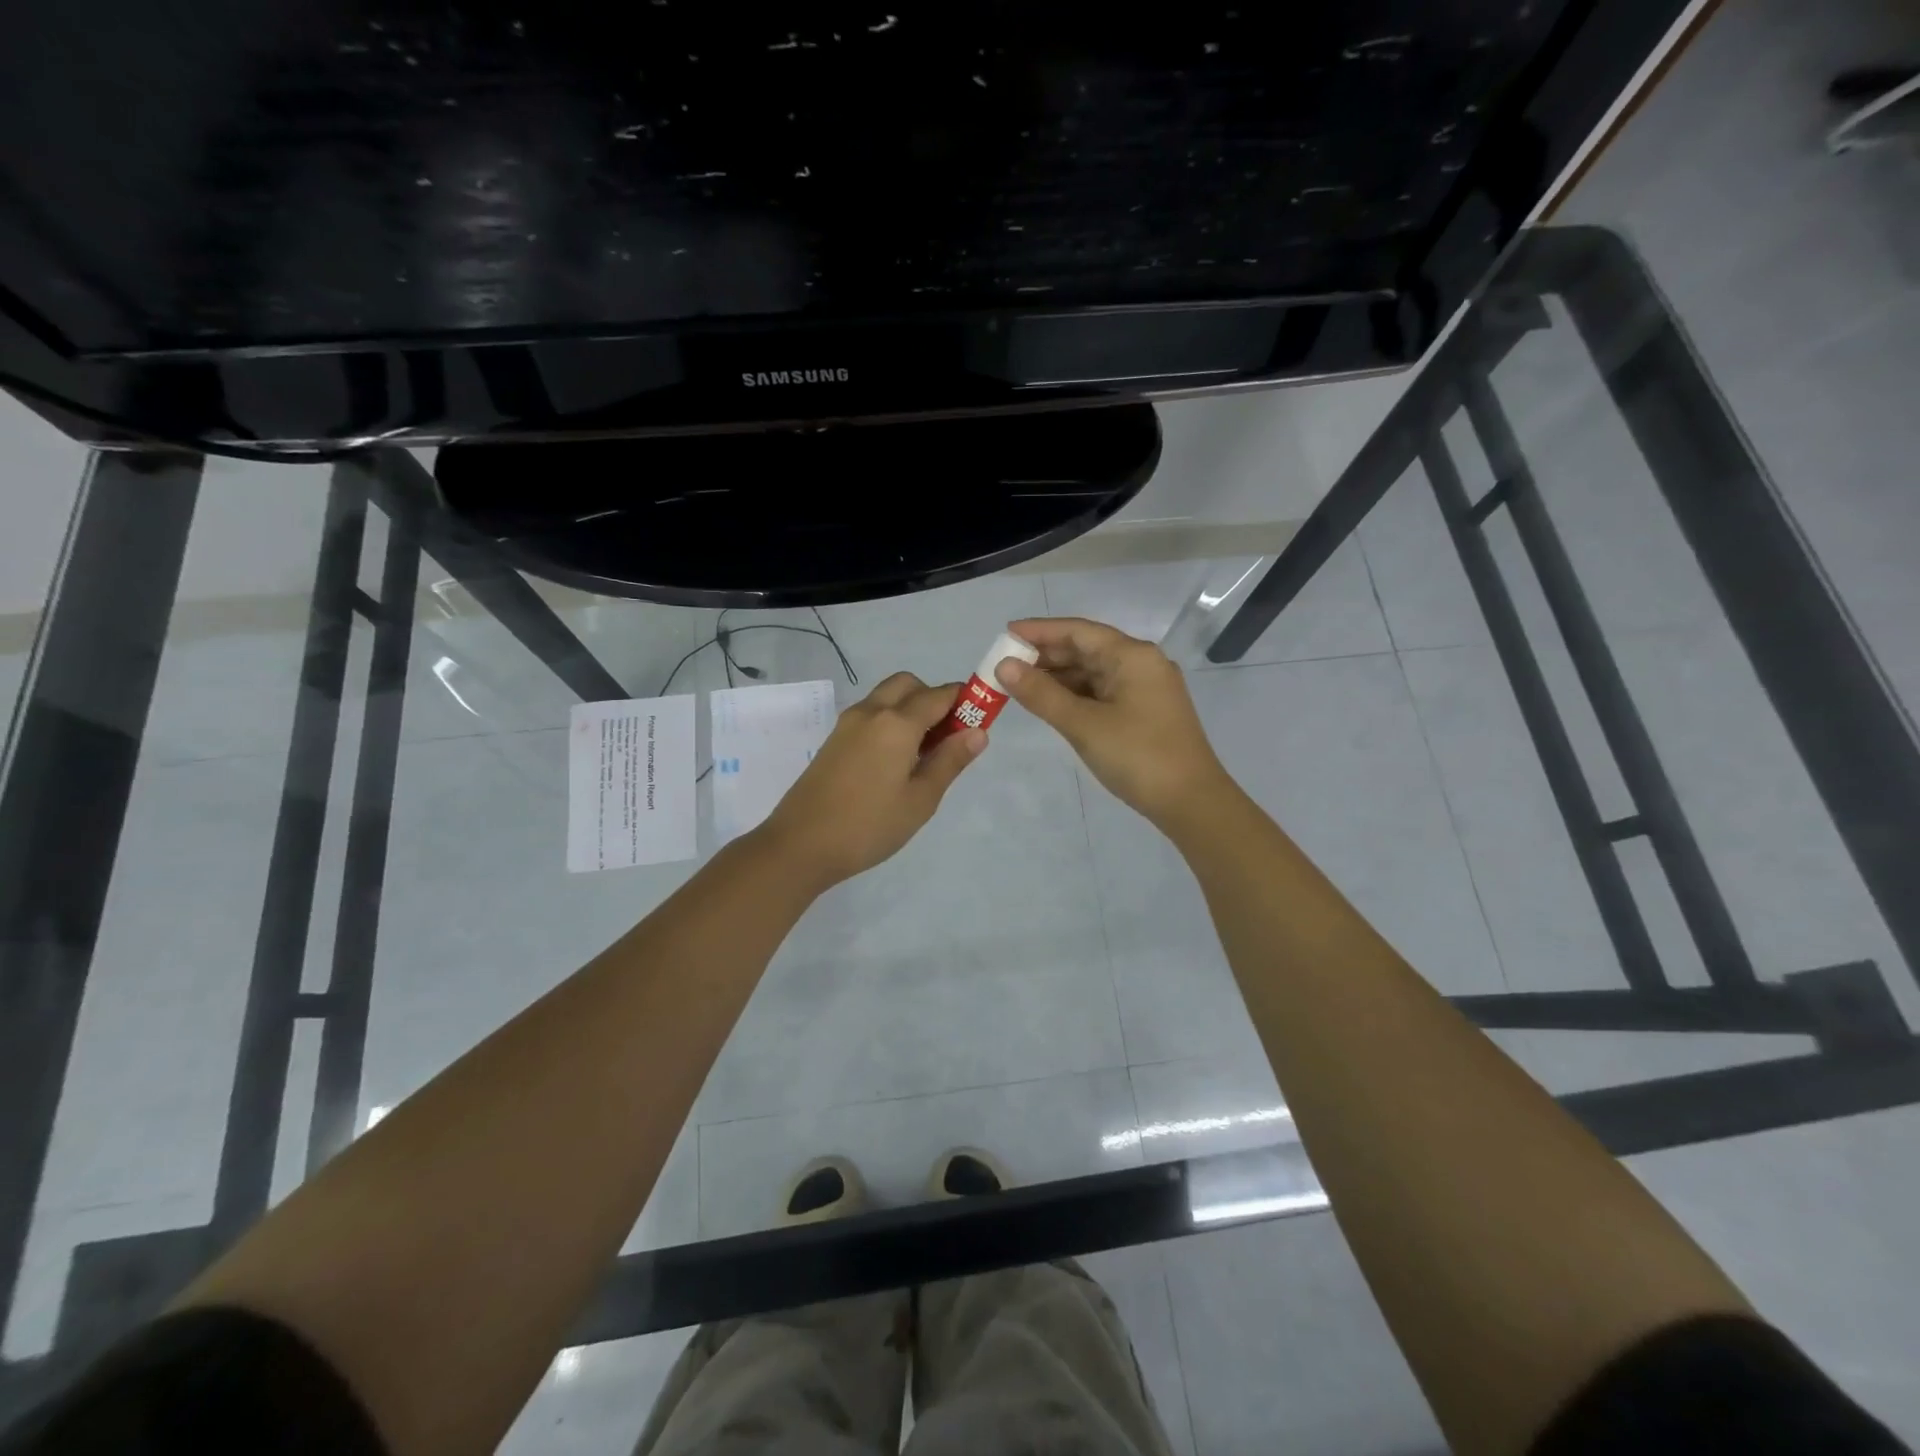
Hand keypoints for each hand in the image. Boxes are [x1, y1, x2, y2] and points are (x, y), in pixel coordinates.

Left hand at [756, 672, 985, 888]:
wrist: (800, 844)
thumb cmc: (869, 825)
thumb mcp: (921, 799)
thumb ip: (950, 761)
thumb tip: (978, 731)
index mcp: (897, 723)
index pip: (939, 695)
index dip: (964, 701)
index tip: (979, 721)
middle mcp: (871, 712)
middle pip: (909, 685)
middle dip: (933, 699)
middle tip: (946, 738)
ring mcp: (848, 724)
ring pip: (887, 697)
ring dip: (910, 709)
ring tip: (922, 753)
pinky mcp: (834, 739)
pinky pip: (870, 714)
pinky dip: (890, 721)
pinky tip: (894, 761)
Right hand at [997, 617, 1232, 828]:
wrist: (1191, 802)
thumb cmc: (1137, 756)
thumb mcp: (1083, 724)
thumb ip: (1041, 694)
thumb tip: (1003, 666)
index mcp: (1132, 656)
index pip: (1078, 631)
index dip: (1039, 631)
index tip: (1005, 634)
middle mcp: (1142, 663)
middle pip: (1086, 648)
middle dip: (1045, 655)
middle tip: (1005, 665)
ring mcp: (1146, 688)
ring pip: (1094, 672)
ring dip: (1058, 677)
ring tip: (1020, 685)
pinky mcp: (1145, 712)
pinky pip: (1103, 692)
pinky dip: (1075, 694)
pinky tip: (1051, 703)